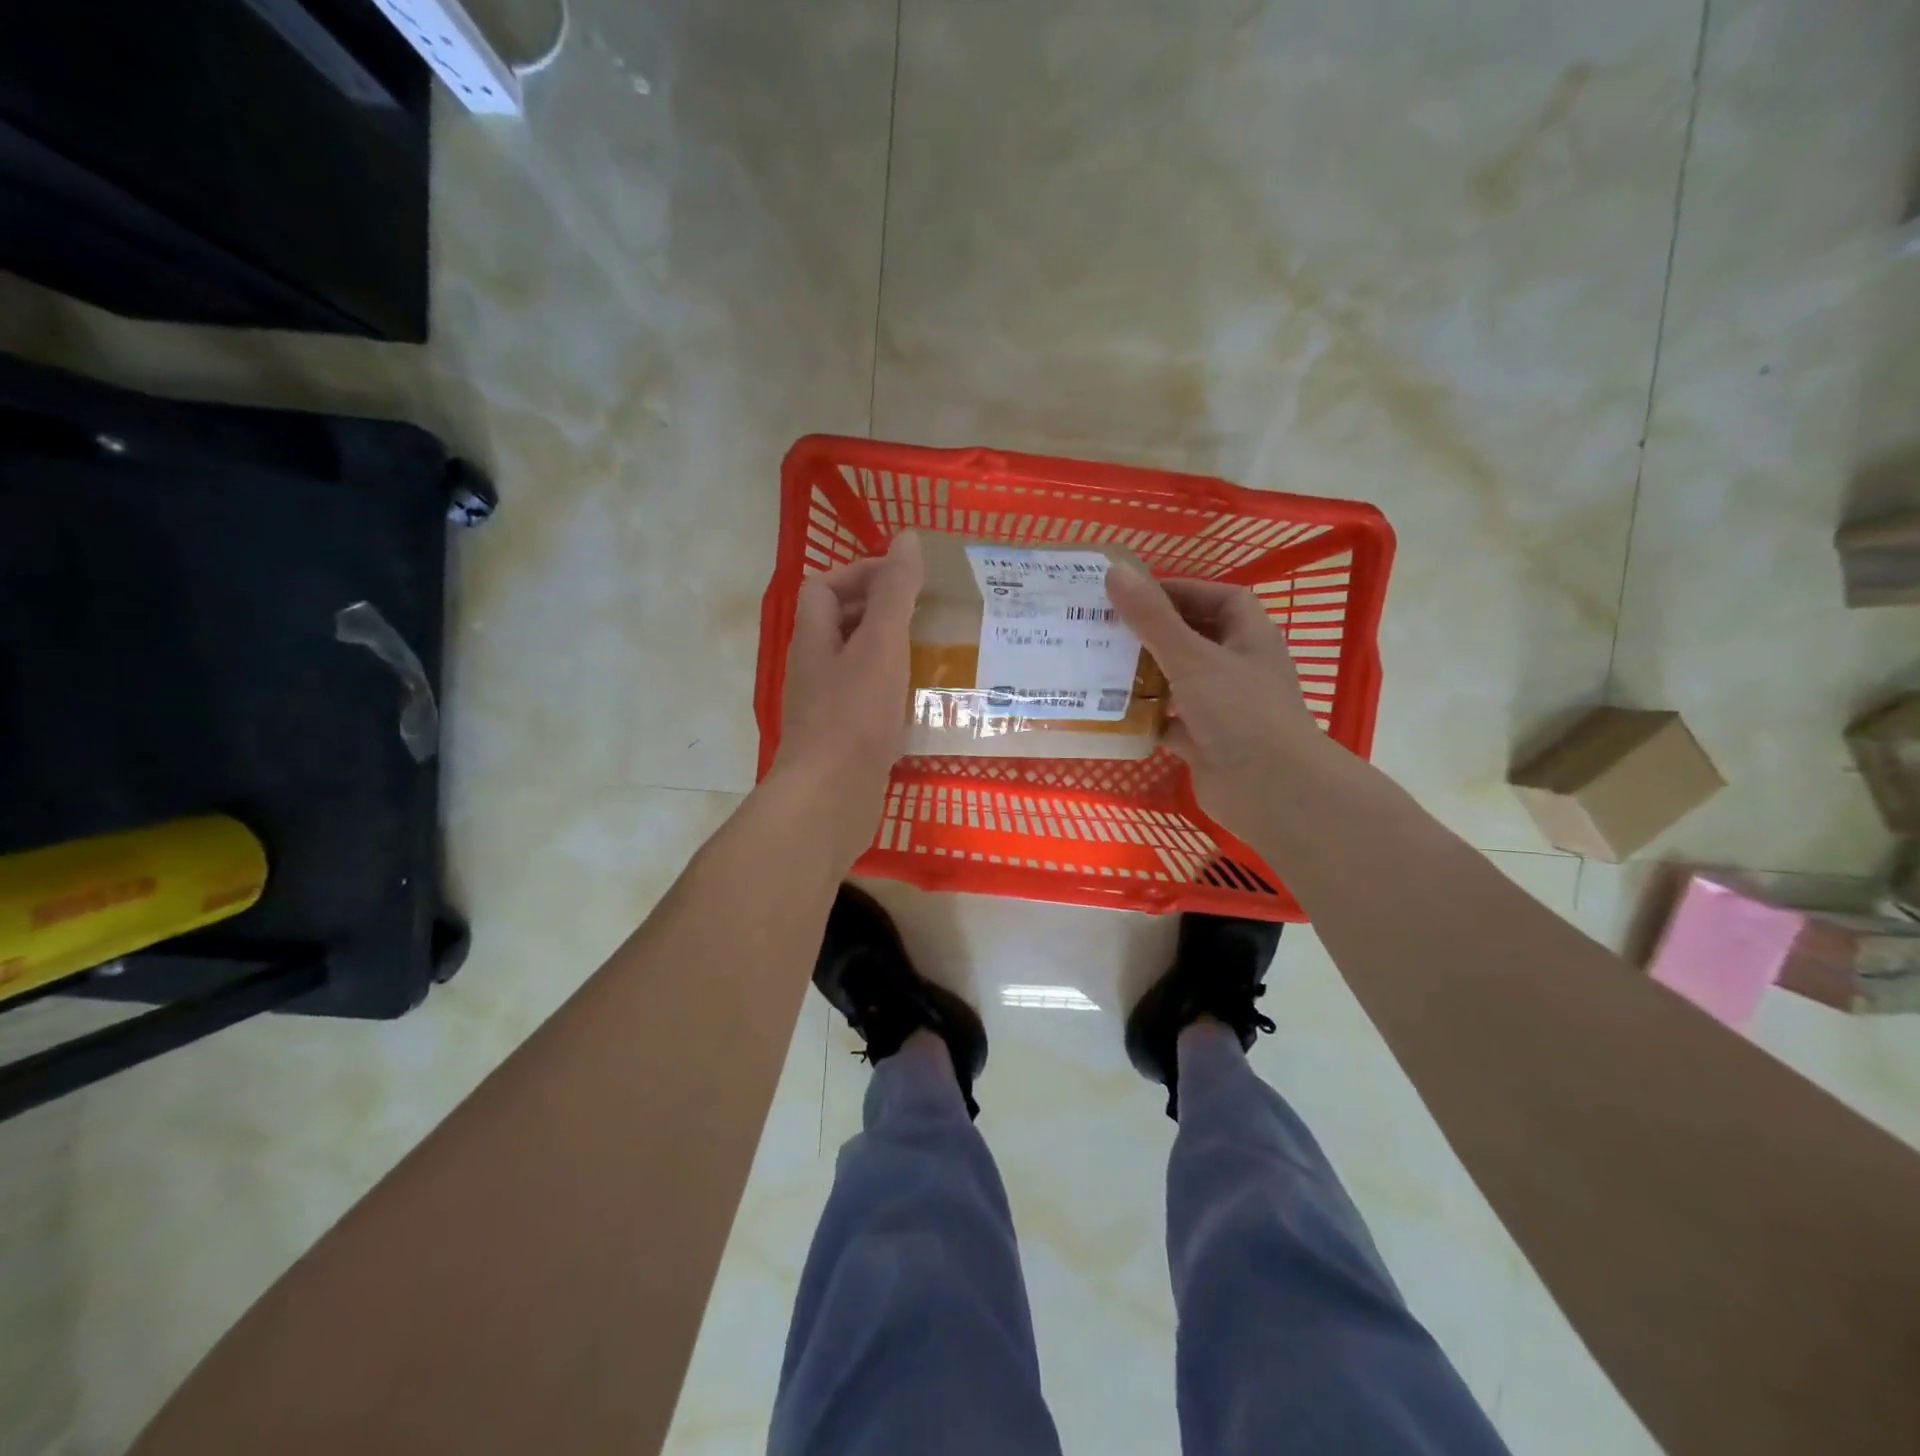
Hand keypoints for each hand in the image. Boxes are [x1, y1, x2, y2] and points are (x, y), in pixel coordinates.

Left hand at [767, 531, 923, 868]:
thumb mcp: (880, 646)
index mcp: (815, 639)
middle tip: (926, 615)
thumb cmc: (853, 716)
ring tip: (932, 653)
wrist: (829, 799)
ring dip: (889, 653)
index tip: (905, 579)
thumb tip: (906, 537)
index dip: (860, 573)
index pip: (824, 587)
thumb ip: (894, 592)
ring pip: (856, 664)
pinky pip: (866, 701)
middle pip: (839, 624)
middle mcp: (814, 669)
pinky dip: (891, 692)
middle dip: (879, 612)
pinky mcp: (842, 739)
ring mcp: (826, 707)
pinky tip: (921, 703)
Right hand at [1107, 566, 1336, 842]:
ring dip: (1146, 674)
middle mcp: (1238, 668)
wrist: (1271, 790)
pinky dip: (1146, 717)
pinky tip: (1112, 712)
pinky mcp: (1205, 742)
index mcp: (1249, 638)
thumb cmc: (1239, 712)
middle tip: (1107, 627)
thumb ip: (1152, 618)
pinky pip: (1169, 721)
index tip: (1136, 594)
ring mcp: (1222, 708)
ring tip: (1100, 664)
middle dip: (1154, 633)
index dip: (1182, 591)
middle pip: (1194, 638)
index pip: (1220, 598)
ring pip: (1179, 681)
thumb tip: (1114, 572)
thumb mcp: (1192, 657)